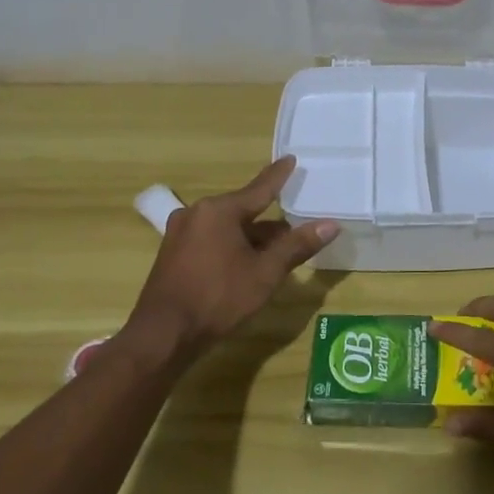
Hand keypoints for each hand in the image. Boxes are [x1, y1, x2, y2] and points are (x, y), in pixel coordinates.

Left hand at [126, 157, 337, 360]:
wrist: (163, 334)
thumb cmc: (218, 297)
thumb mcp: (265, 272)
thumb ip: (297, 246)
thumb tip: (331, 224)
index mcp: (219, 210)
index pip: (259, 189)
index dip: (278, 176)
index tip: (291, 159)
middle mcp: (197, 214)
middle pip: (243, 210)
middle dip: (270, 222)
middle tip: (296, 227)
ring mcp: (180, 234)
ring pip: (227, 228)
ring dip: (252, 238)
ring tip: (277, 251)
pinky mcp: (173, 254)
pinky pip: (212, 240)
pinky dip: (233, 246)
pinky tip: (247, 263)